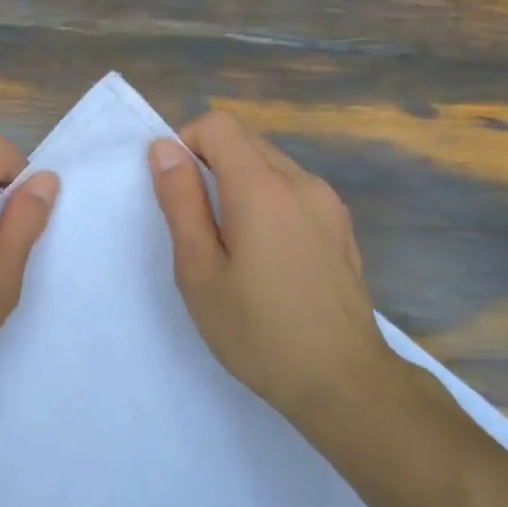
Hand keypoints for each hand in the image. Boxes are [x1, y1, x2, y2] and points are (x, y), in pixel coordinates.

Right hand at [148, 112, 394, 418]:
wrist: (343, 381)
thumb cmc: (257, 330)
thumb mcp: (199, 270)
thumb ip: (181, 201)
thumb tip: (164, 148)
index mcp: (262, 187)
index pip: (218, 124)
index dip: (186, 144)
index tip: (177, 192)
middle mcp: (301, 181)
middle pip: (245, 140)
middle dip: (211, 164)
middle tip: (198, 224)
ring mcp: (327, 203)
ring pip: (270, 164)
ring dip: (240, 183)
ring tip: (232, 245)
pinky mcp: (340, 225)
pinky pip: (293, 189)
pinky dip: (267, 201)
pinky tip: (267, 256)